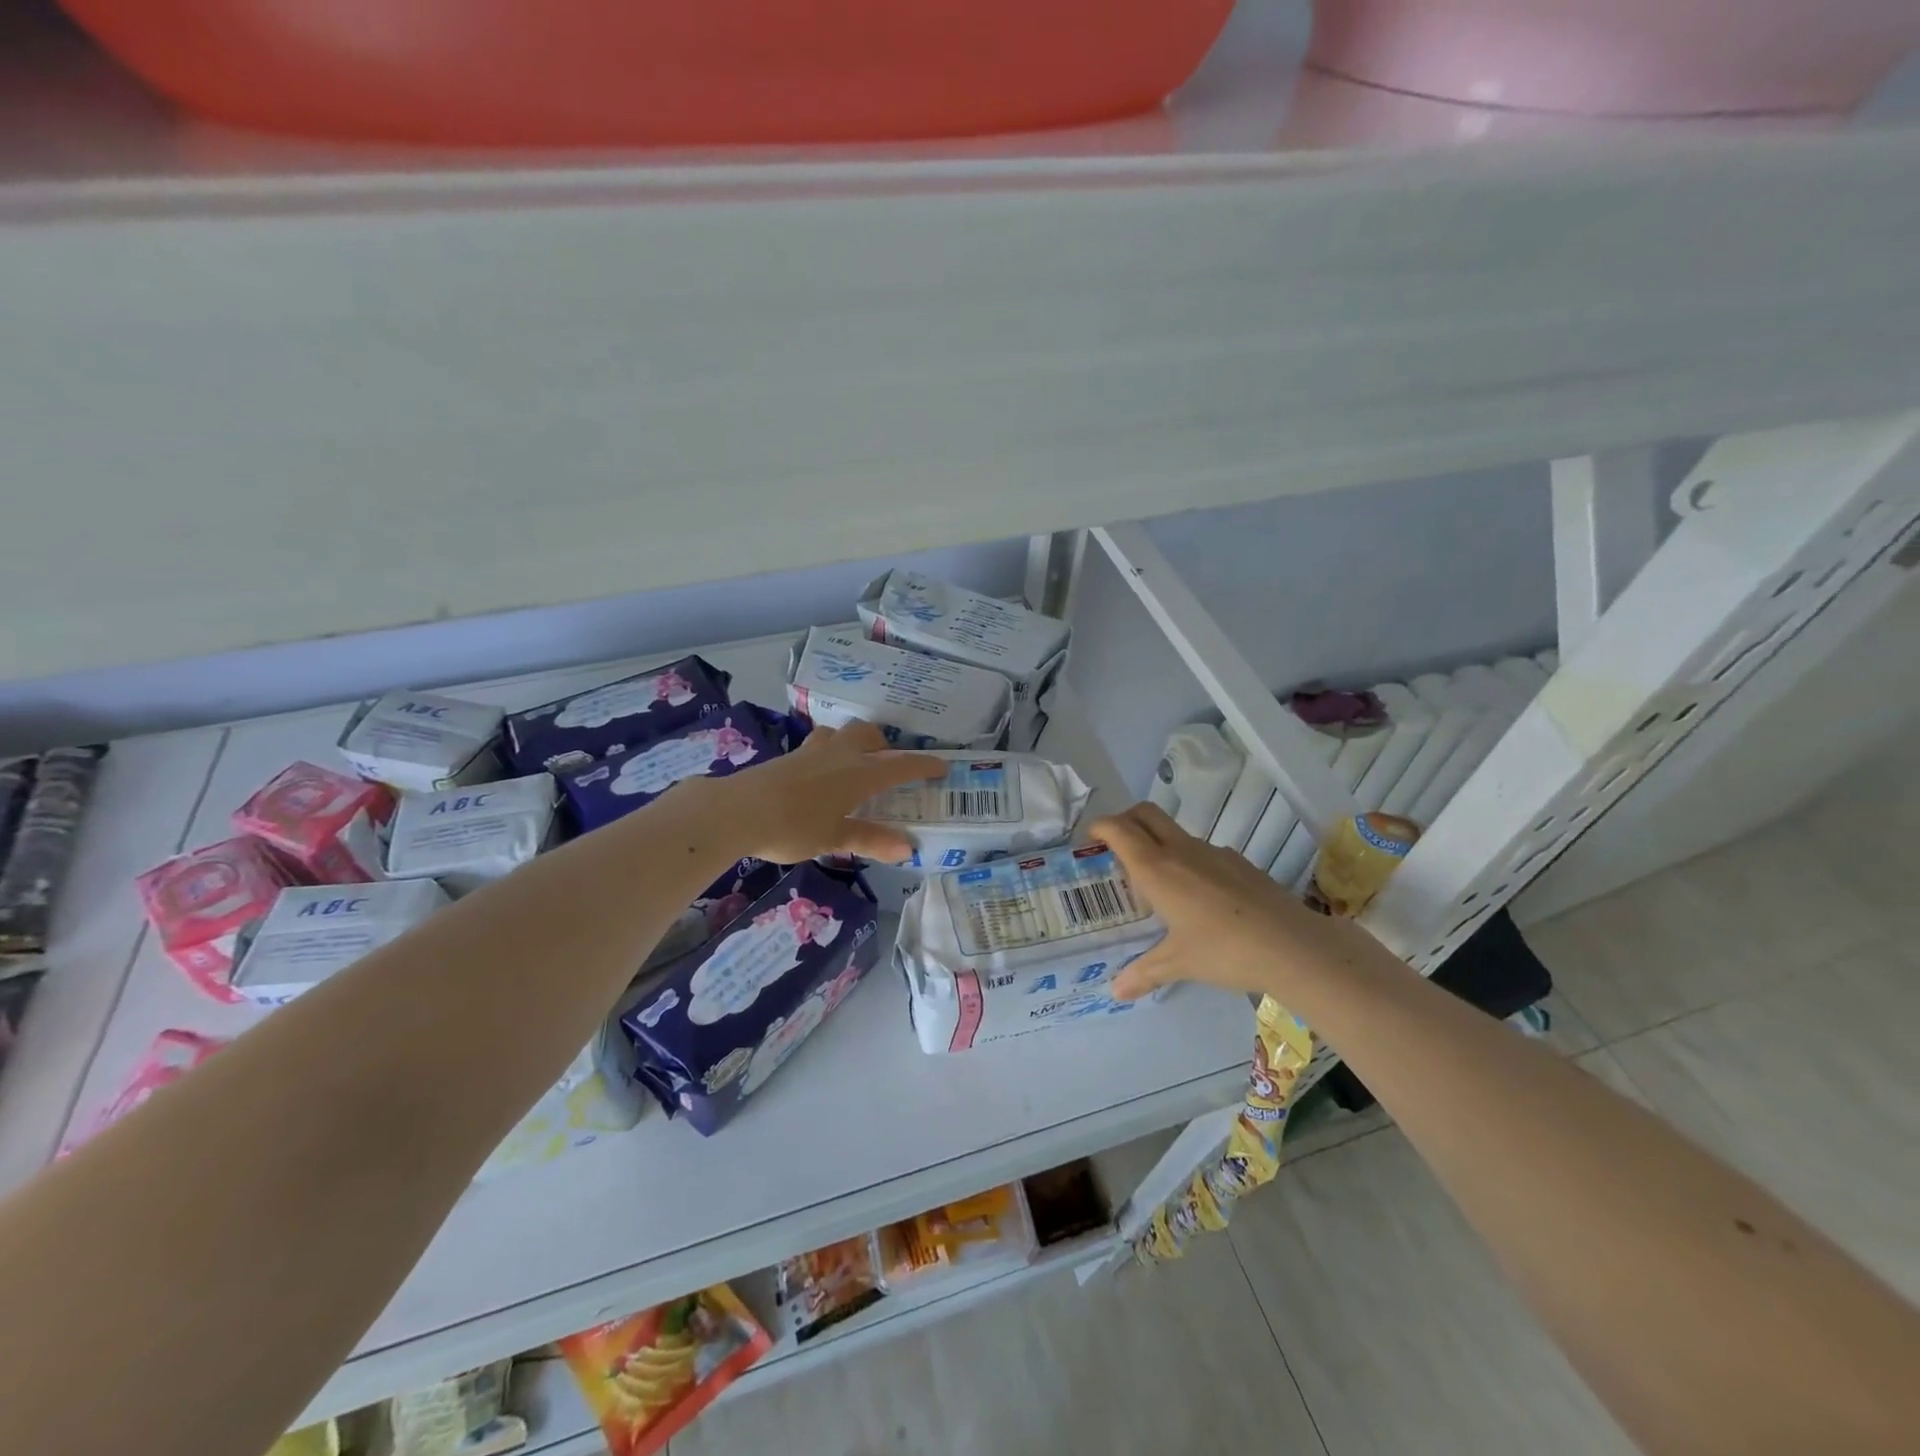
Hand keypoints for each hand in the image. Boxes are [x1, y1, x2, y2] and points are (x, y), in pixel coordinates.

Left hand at [701, 721, 944, 863]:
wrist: (735, 811)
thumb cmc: (792, 826)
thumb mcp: (834, 838)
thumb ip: (871, 840)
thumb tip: (908, 848)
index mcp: (858, 774)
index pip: (900, 765)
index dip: (923, 765)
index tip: (942, 766)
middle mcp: (839, 755)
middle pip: (868, 734)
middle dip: (884, 745)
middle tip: (887, 767)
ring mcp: (810, 752)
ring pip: (841, 734)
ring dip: (854, 743)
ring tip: (854, 766)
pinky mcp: (788, 757)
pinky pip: (818, 745)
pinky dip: (829, 753)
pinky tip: (819, 776)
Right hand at [1095, 803, 1363, 1001]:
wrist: (1293, 945)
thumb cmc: (1223, 950)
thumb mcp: (1179, 963)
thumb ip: (1145, 972)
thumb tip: (1117, 991)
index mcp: (1157, 869)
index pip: (1119, 829)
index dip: (1100, 826)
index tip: (1090, 837)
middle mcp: (1181, 851)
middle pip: (1146, 814)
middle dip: (1125, 820)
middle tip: (1116, 846)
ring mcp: (1214, 853)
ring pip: (1176, 833)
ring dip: (1158, 843)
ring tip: (1157, 881)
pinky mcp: (1240, 863)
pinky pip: (1203, 852)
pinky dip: (1188, 861)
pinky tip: (1199, 897)